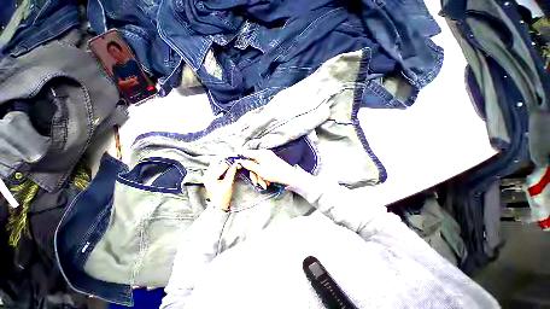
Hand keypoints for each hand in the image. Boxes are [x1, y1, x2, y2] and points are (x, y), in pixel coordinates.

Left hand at [203, 160, 239, 210]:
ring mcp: (208, 175)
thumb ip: (232, 172)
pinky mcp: (210, 176)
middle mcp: (207, 174)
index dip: (231, 163)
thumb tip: (236, 164)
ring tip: (233, 166)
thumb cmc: (223, 196)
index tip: (237, 163)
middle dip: (227, 161)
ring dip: (225, 164)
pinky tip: (229, 169)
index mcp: (211, 176)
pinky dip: (223, 167)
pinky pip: (217, 167)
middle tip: (235, 162)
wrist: (218, 205)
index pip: (223, 165)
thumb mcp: (229, 184)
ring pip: (217, 163)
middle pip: (218, 162)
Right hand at [236, 149, 303, 186]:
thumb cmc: (275, 174)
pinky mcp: (271, 164)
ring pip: (258, 168)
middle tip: (256, 182)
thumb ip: (249, 165)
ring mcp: (268, 159)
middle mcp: (264, 155)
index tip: (236, 163)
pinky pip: (263, 169)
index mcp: (261, 153)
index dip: (241, 157)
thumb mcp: (260, 171)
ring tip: (265, 184)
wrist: (290, 178)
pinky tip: (267, 182)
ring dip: (259, 177)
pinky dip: (264, 176)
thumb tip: (240, 161)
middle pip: (253, 163)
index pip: (247, 153)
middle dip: (254, 174)